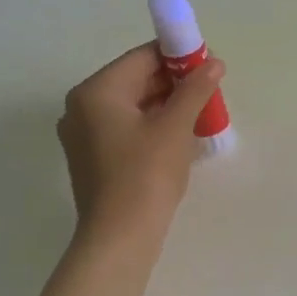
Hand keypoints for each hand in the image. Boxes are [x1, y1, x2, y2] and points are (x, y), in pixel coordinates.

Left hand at [57, 43, 225, 241]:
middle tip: (208, 93)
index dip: (178, 57)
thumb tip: (214, 63)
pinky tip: (178, 138)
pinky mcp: (91, 159)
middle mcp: (81, 107)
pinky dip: (151, 127)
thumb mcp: (176, 127)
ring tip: (199, 115)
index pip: (142, 58)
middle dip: (174, 84)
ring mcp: (83, 135)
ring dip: (165, 106)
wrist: (119, 238)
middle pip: (134, 81)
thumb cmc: (146, 175)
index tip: (209, 67)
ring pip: (131, 106)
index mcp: (96, 91)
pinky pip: (124, 129)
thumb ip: (195, 89)